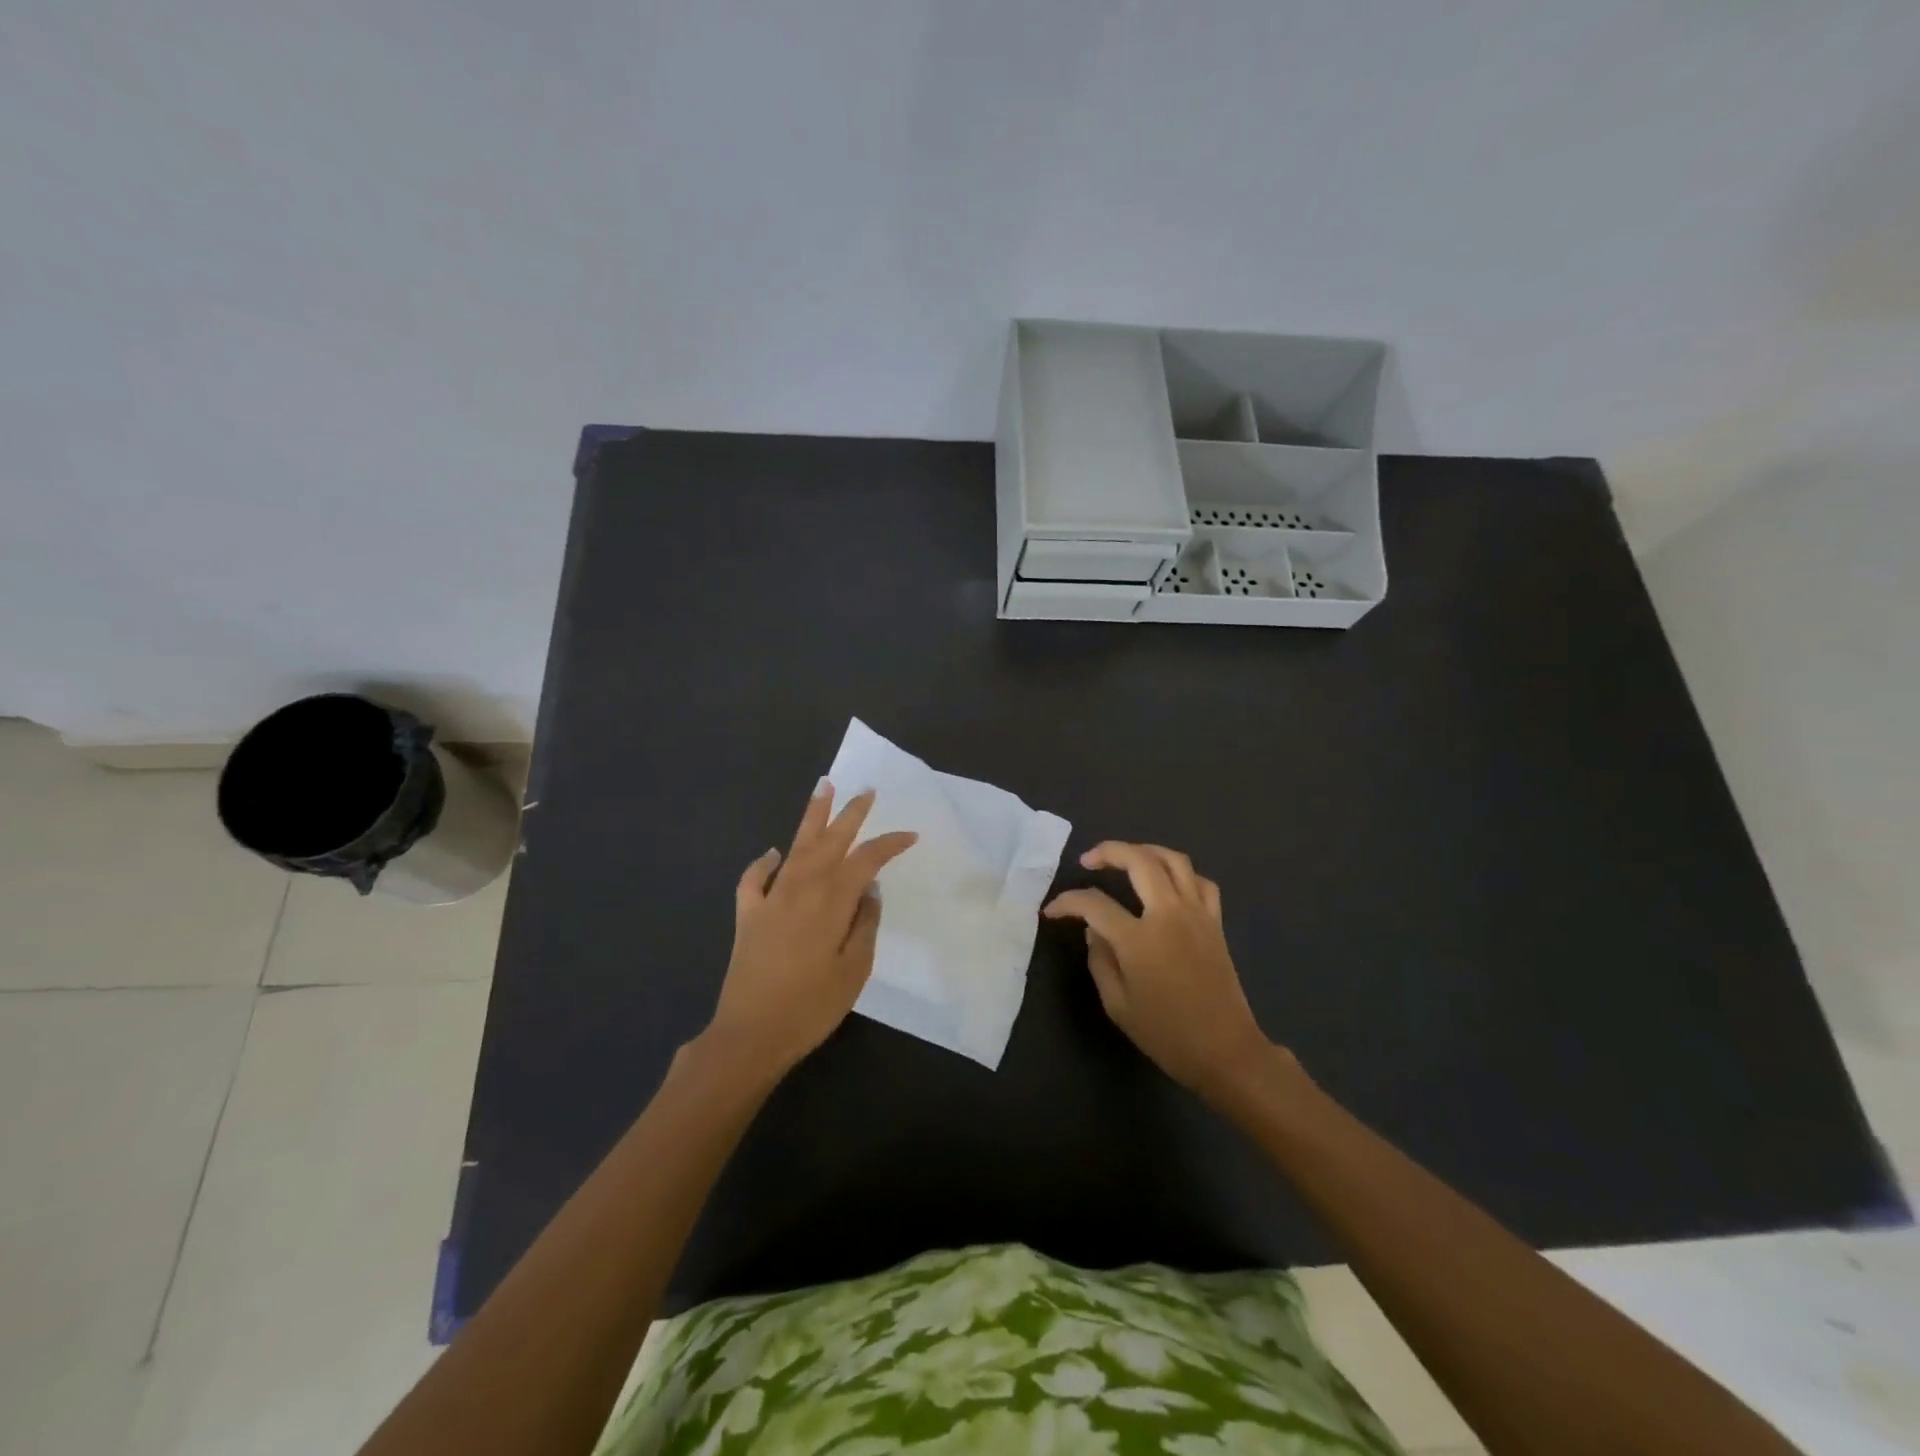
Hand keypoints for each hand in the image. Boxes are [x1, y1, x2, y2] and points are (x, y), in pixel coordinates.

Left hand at [706, 784, 916, 1076]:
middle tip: (866, 791)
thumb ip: (865, 925)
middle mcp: (800, 889)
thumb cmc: (811, 1007)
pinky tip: (772, 853)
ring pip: (795, 847)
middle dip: (850, 814)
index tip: (910, 836)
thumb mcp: (854, 971)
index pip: (865, 861)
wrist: (750, 1035)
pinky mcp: (747, 915)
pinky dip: (763, 863)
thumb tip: (870, 891)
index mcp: (831, 902)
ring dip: (811, 817)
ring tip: (823, 788)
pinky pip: (754, 879)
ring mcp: (770, 899)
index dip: (889, 845)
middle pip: (830, 842)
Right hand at [1043, 842, 1275, 1099]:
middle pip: (1138, 861)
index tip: (1052, 910)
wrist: (1225, 1051)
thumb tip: (1094, 930)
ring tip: (1126, 857)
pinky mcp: (1215, 922)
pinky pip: (1200, 881)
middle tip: (1088, 860)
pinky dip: (1180, 873)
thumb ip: (1100, 960)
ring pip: (1173, 860)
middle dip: (1108, 852)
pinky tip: (1167, 881)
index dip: (1067, 902)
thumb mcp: (1118, 1005)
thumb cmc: (1167, 1035)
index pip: (1094, 903)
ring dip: (1145, 850)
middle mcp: (1168, 915)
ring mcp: (1196, 914)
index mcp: (1139, 939)